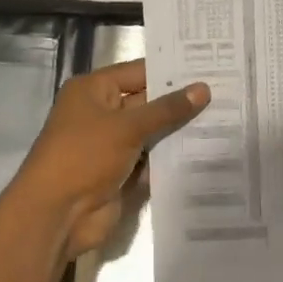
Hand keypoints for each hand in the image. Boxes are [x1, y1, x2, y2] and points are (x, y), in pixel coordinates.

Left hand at [11, 58, 209, 260]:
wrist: (57, 214)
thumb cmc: (84, 156)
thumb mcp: (127, 127)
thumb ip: (166, 109)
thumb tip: (203, 88)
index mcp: (93, 91)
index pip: (139, 72)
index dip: (172, 71)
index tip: (210, 67)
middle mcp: (102, 113)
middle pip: (147, 102)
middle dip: (181, 102)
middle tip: (225, 93)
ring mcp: (111, 145)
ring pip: (152, 132)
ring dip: (180, 131)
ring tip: (226, 120)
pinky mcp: (121, 172)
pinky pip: (151, 159)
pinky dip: (171, 158)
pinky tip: (206, 151)